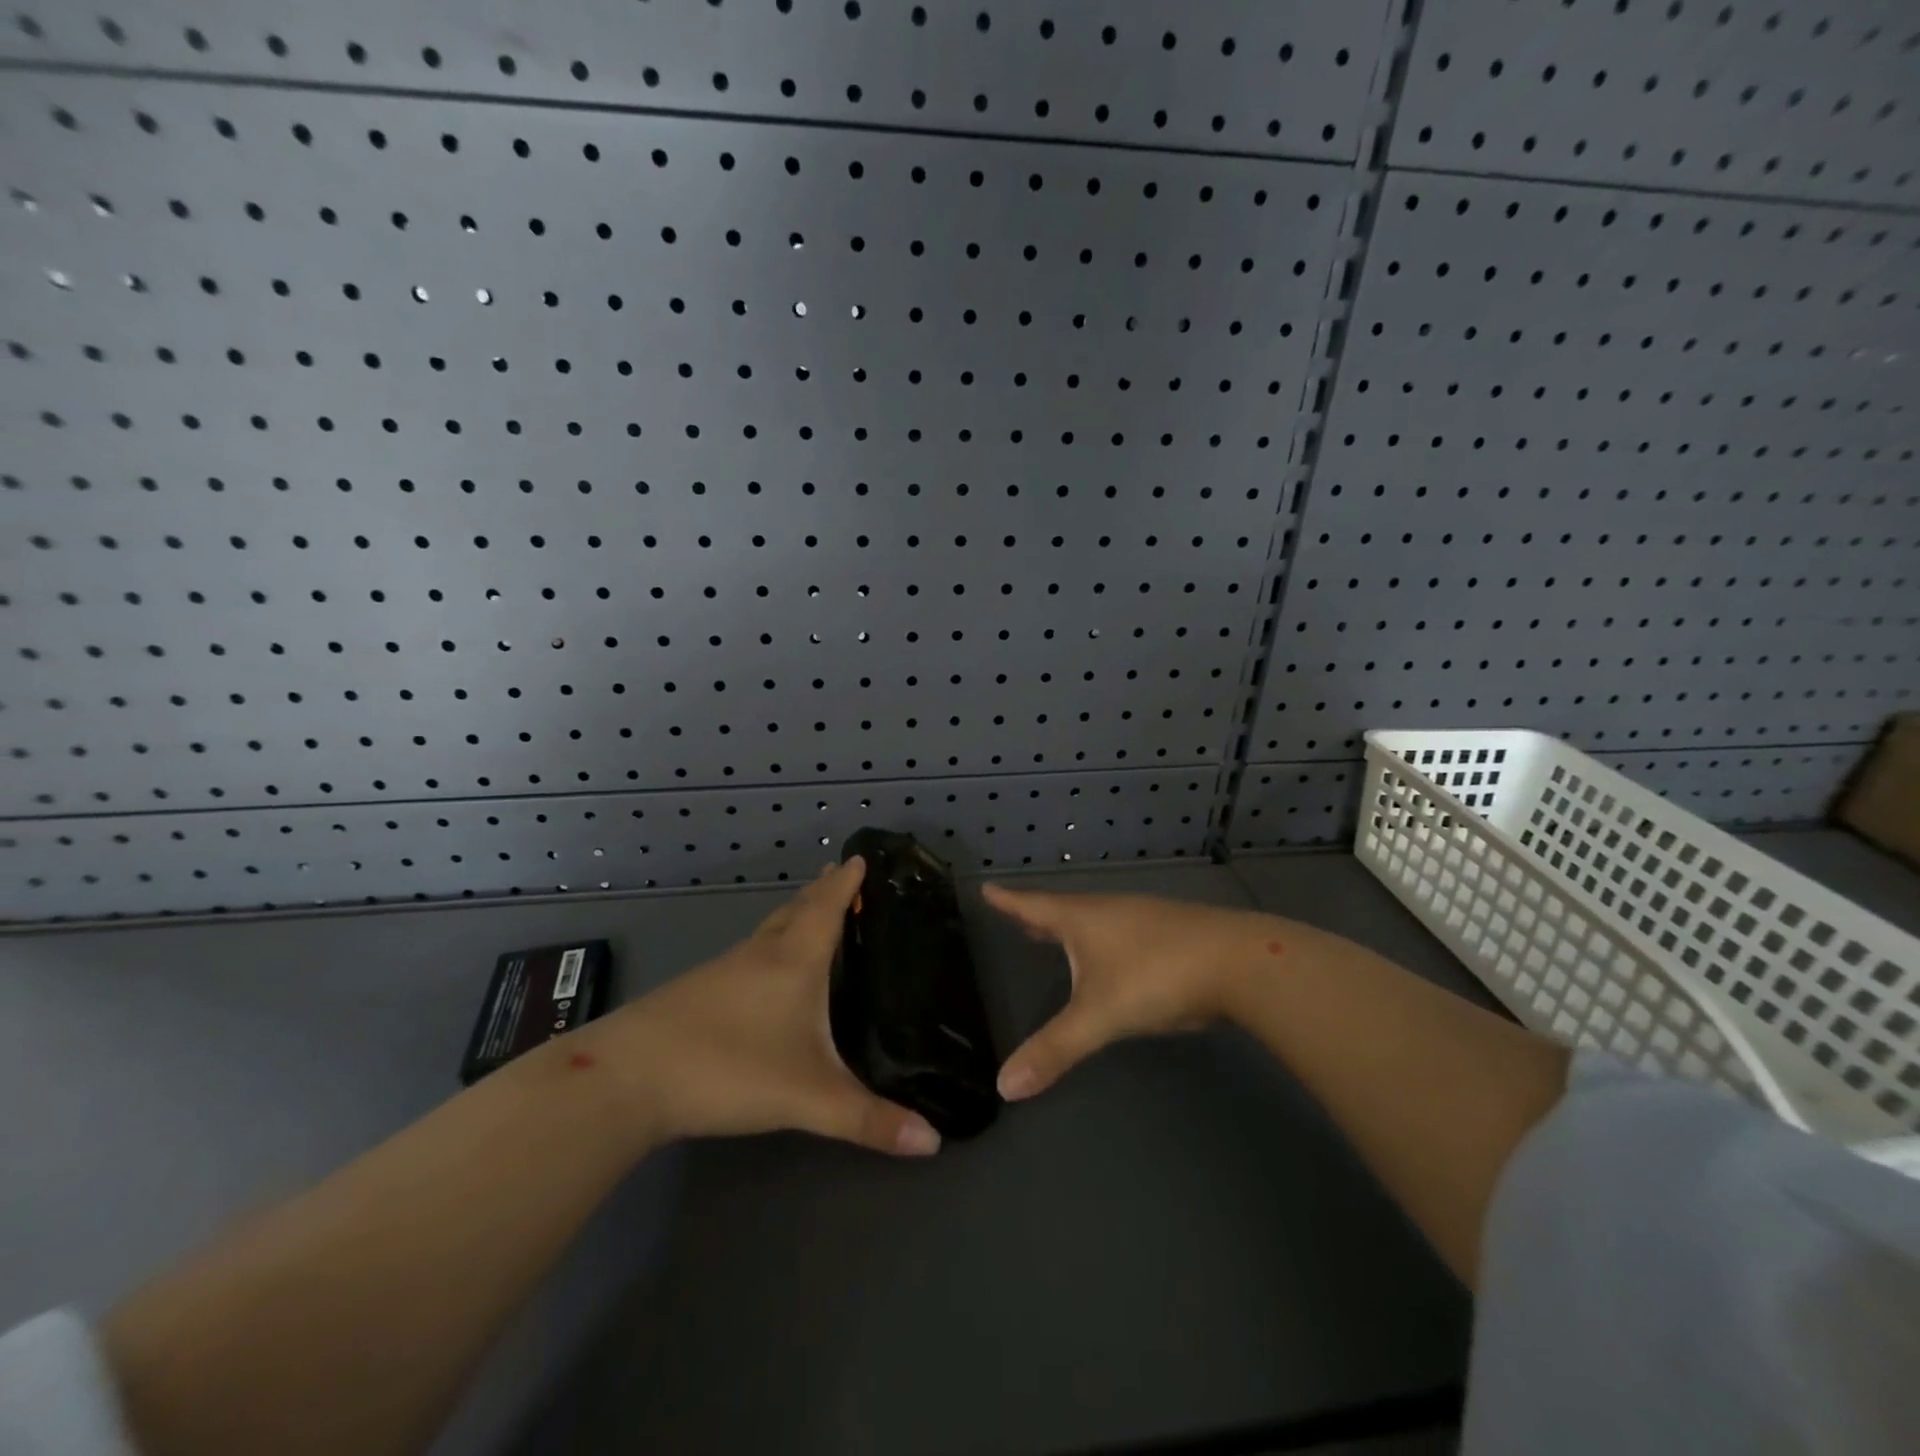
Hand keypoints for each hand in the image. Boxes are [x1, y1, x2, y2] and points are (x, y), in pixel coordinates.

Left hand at [594, 858, 941, 1156]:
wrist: (628, 1076)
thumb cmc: (730, 1067)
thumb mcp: (809, 1098)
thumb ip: (869, 1120)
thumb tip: (933, 1141)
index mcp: (794, 961)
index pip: (827, 907)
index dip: (846, 882)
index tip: (860, 856)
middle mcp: (761, 954)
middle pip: (796, 910)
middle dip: (821, 891)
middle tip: (841, 876)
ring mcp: (724, 970)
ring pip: (768, 931)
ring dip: (793, 916)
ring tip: (810, 915)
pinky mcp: (697, 992)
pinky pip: (747, 954)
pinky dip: (769, 945)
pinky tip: (765, 972)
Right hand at [984, 886, 1288, 1100]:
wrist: (1239, 962)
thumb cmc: (1155, 977)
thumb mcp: (1099, 1016)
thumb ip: (1054, 1050)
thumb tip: (1003, 1086)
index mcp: (1082, 919)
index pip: (1033, 906)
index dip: (1008, 901)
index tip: (985, 887)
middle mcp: (1108, 910)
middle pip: (1063, 910)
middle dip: (1038, 916)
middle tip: (1016, 915)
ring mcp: (1143, 918)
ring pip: (1096, 920)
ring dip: (1072, 928)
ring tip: (1057, 937)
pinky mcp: (1171, 932)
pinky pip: (1122, 932)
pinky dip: (1104, 940)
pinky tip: (1114, 956)